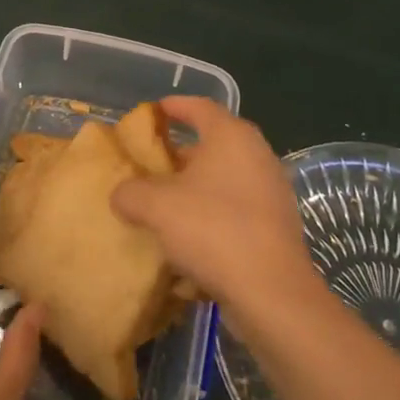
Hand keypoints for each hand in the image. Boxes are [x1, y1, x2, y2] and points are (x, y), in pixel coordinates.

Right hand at [111, 97, 317, 324]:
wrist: (271, 292)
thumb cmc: (212, 229)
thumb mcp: (156, 207)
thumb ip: (131, 192)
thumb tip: (122, 194)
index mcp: (231, 136)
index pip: (200, 107)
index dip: (175, 106)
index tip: (154, 112)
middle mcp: (257, 155)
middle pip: (214, 143)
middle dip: (182, 153)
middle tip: (152, 164)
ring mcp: (272, 190)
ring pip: (226, 178)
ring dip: (197, 186)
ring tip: (166, 203)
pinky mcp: (276, 225)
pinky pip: (237, 207)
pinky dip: (213, 213)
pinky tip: (190, 237)